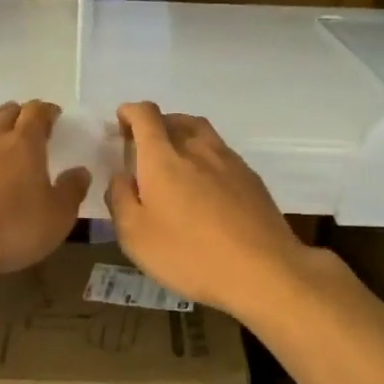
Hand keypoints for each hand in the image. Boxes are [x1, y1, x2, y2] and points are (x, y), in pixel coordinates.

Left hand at [0, 100, 89, 290]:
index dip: (47, 111)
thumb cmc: (12, 230)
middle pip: (9, 112)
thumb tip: (80, 171)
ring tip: (1, 128)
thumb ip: (72, 191)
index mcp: (25, 144)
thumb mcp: (57, 217)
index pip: (38, 113)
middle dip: (22, 114)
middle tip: (29, 125)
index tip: (54, 116)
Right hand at [104, 101, 311, 317]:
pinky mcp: (251, 178)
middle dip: (155, 126)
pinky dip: (205, 157)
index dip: (130, 113)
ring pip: (201, 133)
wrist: (263, 270)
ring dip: (182, 137)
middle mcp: (197, 148)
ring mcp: (229, 161)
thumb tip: (121, 176)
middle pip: (175, 119)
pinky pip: (221, 154)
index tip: (121, 124)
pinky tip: (205, 186)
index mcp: (163, 157)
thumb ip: (120, 199)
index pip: (145, 115)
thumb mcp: (135, 236)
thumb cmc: (189, 254)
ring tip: (174, 162)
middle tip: (144, 149)